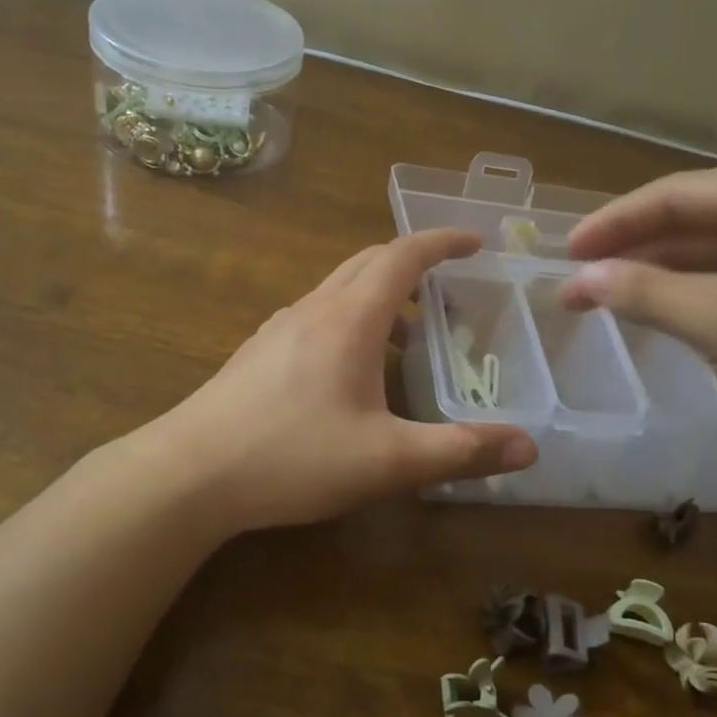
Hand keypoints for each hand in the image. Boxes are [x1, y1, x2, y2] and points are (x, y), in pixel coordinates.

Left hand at [163, 229, 538, 530]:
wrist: (188, 474)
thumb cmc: (292, 458)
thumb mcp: (387, 461)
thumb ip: (459, 451)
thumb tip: (528, 448)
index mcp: (349, 318)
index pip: (402, 256)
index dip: (441, 242)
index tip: (475, 242)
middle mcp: (313, 310)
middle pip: (368, 262)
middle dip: (413, 265)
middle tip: (448, 290)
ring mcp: (279, 328)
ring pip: (339, 290)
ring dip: (379, 296)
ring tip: (407, 339)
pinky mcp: (258, 353)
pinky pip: (316, 316)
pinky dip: (349, 320)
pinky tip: (351, 372)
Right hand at [557, 162, 716, 519]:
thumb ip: (643, 292)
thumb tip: (579, 278)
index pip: (675, 194)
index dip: (613, 223)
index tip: (566, 252)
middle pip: (695, 219)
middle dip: (634, 250)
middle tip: (579, 278)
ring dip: (662, 274)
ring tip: (607, 297)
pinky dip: (698, 293)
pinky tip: (663, 311)